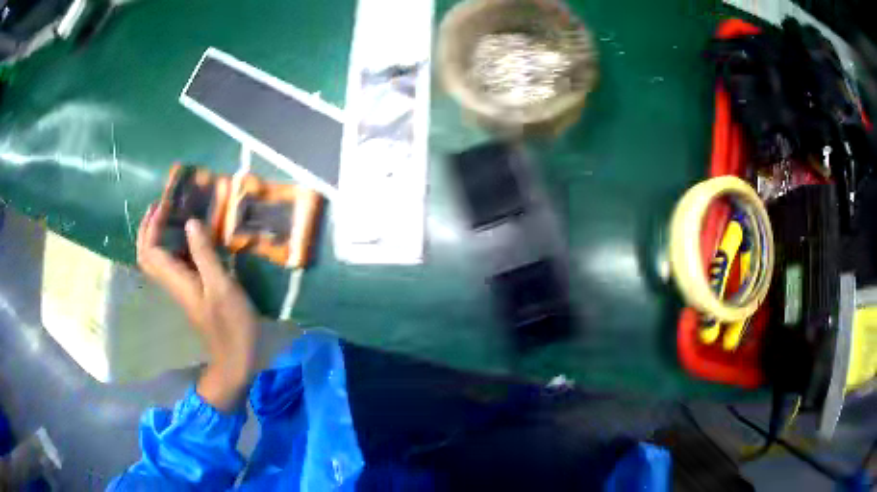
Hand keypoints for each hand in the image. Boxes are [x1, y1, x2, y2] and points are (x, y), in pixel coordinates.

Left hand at [137, 200, 258, 410]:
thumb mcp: (221, 287)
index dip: (152, 225)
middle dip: (147, 229)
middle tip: (160, 206)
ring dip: (157, 235)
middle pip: (146, 256)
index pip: (150, 249)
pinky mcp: (191, 292)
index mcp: (177, 281)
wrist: (235, 359)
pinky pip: (173, 264)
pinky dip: (173, 246)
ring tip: (171, 215)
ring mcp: (181, 289)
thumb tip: (189, 222)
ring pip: (157, 259)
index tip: (165, 203)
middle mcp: (173, 283)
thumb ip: (204, 254)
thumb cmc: (231, 325)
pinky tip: (190, 237)